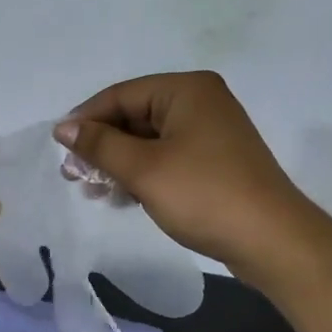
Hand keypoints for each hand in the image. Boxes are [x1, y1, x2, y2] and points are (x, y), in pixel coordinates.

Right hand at [56, 71, 311, 267]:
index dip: (86, 119)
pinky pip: (166, 158)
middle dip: (101, 146)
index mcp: (186, 90)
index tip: (60, 147)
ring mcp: (210, 133)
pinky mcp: (213, 161)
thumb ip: (99, 145)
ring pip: (147, 140)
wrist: (271, 240)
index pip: (121, 95)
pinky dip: (141, 174)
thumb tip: (63, 127)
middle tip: (73, 175)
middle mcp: (200, 102)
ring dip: (117, 164)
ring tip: (92, 191)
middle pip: (134, 117)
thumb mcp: (143, 168)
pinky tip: (121, 198)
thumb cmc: (203, 194)